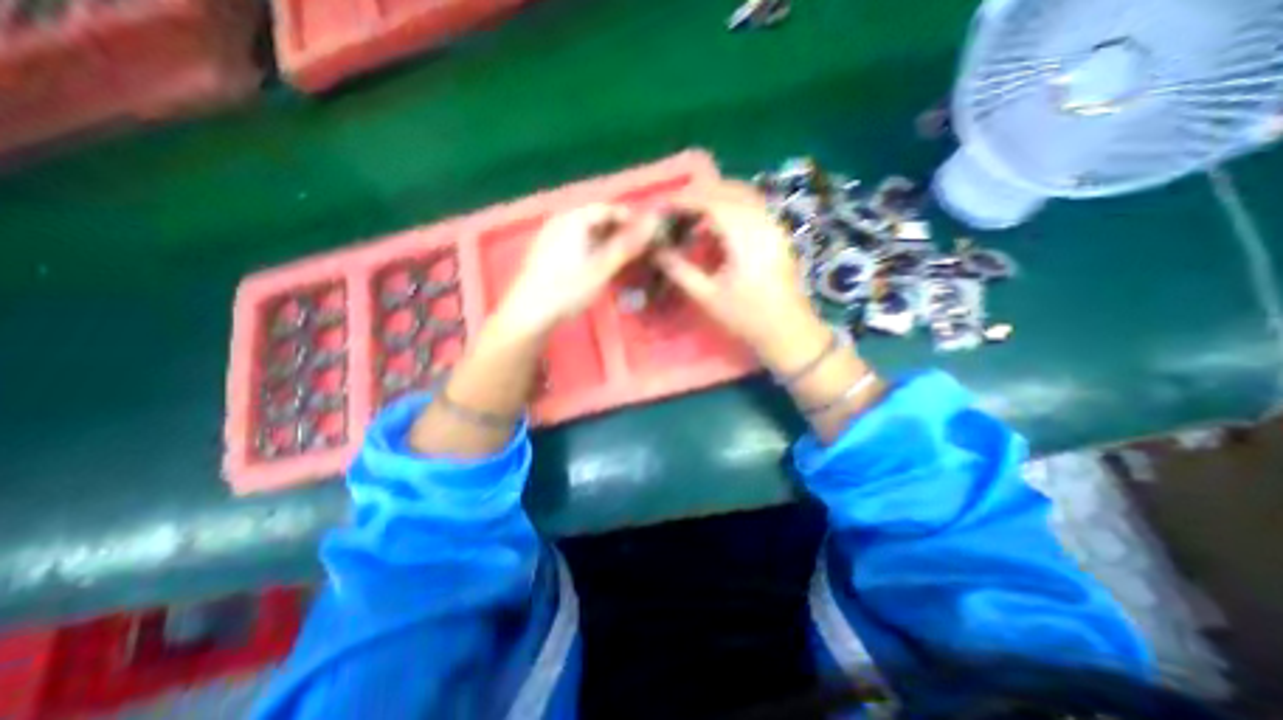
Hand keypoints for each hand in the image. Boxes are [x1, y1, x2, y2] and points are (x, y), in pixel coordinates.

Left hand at [493, 201, 646, 337]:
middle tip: (634, 252)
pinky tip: (596, 265)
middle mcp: (561, 219)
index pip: (609, 210)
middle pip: (597, 219)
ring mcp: (551, 234)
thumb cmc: (568, 289)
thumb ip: (628, 245)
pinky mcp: (546, 249)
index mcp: (575, 218)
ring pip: (586, 231)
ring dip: (605, 242)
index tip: (646, 238)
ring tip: (618, 260)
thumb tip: (653, 224)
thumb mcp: (602, 268)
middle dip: (618, 233)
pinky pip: (575, 240)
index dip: (630, 221)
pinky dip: (590, 248)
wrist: (530, 311)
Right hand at [652, 180, 831, 371]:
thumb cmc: (748, 318)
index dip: (685, 199)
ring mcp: (775, 226)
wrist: (789, 333)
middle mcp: (764, 222)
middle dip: (699, 193)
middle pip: (730, 190)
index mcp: (746, 238)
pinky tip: (716, 224)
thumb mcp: (708, 297)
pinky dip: (731, 205)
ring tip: (691, 212)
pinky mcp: (779, 233)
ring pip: (744, 194)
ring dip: (716, 196)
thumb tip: (656, 250)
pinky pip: (753, 206)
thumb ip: (680, 270)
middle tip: (674, 207)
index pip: (713, 202)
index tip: (662, 206)